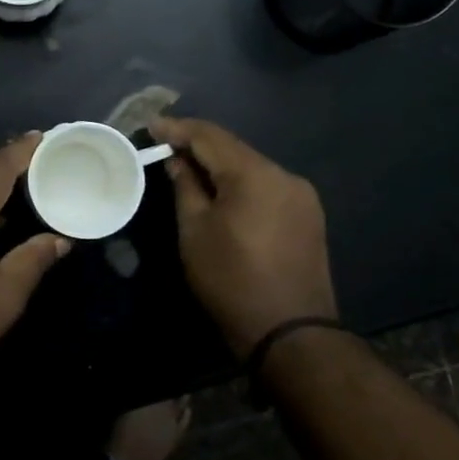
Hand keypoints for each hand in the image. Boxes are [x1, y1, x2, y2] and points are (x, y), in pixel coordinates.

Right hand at [150, 116, 337, 356]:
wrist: (291, 334)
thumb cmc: (231, 280)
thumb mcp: (195, 231)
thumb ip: (185, 187)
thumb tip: (177, 161)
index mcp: (255, 174)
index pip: (210, 136)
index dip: (177, 128)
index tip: (151, 125)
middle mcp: (284, 175)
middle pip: (233, 148)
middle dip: (198, 144)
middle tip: (165, 144)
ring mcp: (301, 195)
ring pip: (251, 167)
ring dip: (220, 164)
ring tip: (188, 166)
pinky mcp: (308, 216)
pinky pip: (266, 186)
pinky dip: (240, 182)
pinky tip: (221, 190)